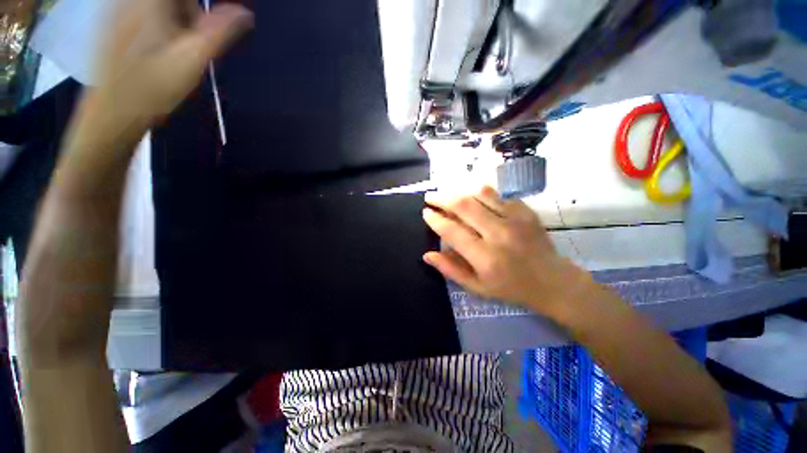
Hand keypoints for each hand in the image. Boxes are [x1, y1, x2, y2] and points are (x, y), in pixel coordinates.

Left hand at [87, 0, 251, 126]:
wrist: (112, 112)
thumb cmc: (154, 87)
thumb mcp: (193, 59)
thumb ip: (219, 31)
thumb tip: (244, 12)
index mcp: (150, 1)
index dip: (198, 7)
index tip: (206, 27)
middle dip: (188, 10)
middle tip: (191, 42)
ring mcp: (116, 8)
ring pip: (158, 5)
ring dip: (174, 18)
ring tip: (174, 49)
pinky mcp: (111, 21)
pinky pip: (142, 11)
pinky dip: (158, 23)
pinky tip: (156, 48)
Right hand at [422, 187, 591, 314]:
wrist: (552, 281)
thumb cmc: (511, 288)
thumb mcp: (476, 287)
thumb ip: (450, 270)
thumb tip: (427, 255)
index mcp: (485, 257)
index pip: (452, 231)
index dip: (435, 219)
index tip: (426, 212)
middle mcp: (498, 234)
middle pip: (464, 206)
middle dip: (442, 198)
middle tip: (430, 196)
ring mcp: (515, 219)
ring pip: (480, 193)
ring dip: (460, 190)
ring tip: (448, 193)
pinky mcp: (526, 211)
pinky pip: (497, 195)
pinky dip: (480, 194)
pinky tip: (474, 199)